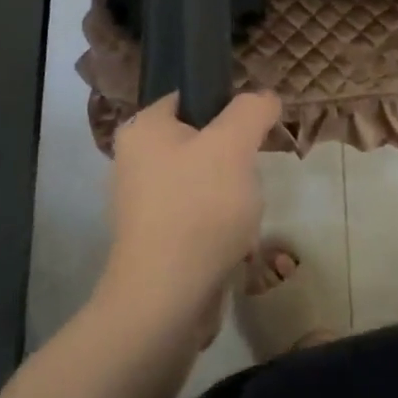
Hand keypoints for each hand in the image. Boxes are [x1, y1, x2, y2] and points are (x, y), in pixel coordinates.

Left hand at [100, 91, 282, 329]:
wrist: (167, 300)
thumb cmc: (198, 209)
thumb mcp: (233, 145)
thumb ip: (251, 110)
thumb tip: (264, 98)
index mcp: (142, 129)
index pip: (190, 97)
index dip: (227, 108)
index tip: (253, 130)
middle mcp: (134, 161)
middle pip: (202, 141)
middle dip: (234, 159)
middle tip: (249, 175)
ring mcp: (143, 204)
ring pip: (206, 181)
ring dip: (233, 196)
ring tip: (243, 214)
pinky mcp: (156, 240)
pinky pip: (199, 217)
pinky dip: (221, 226)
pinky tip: (233, 243)